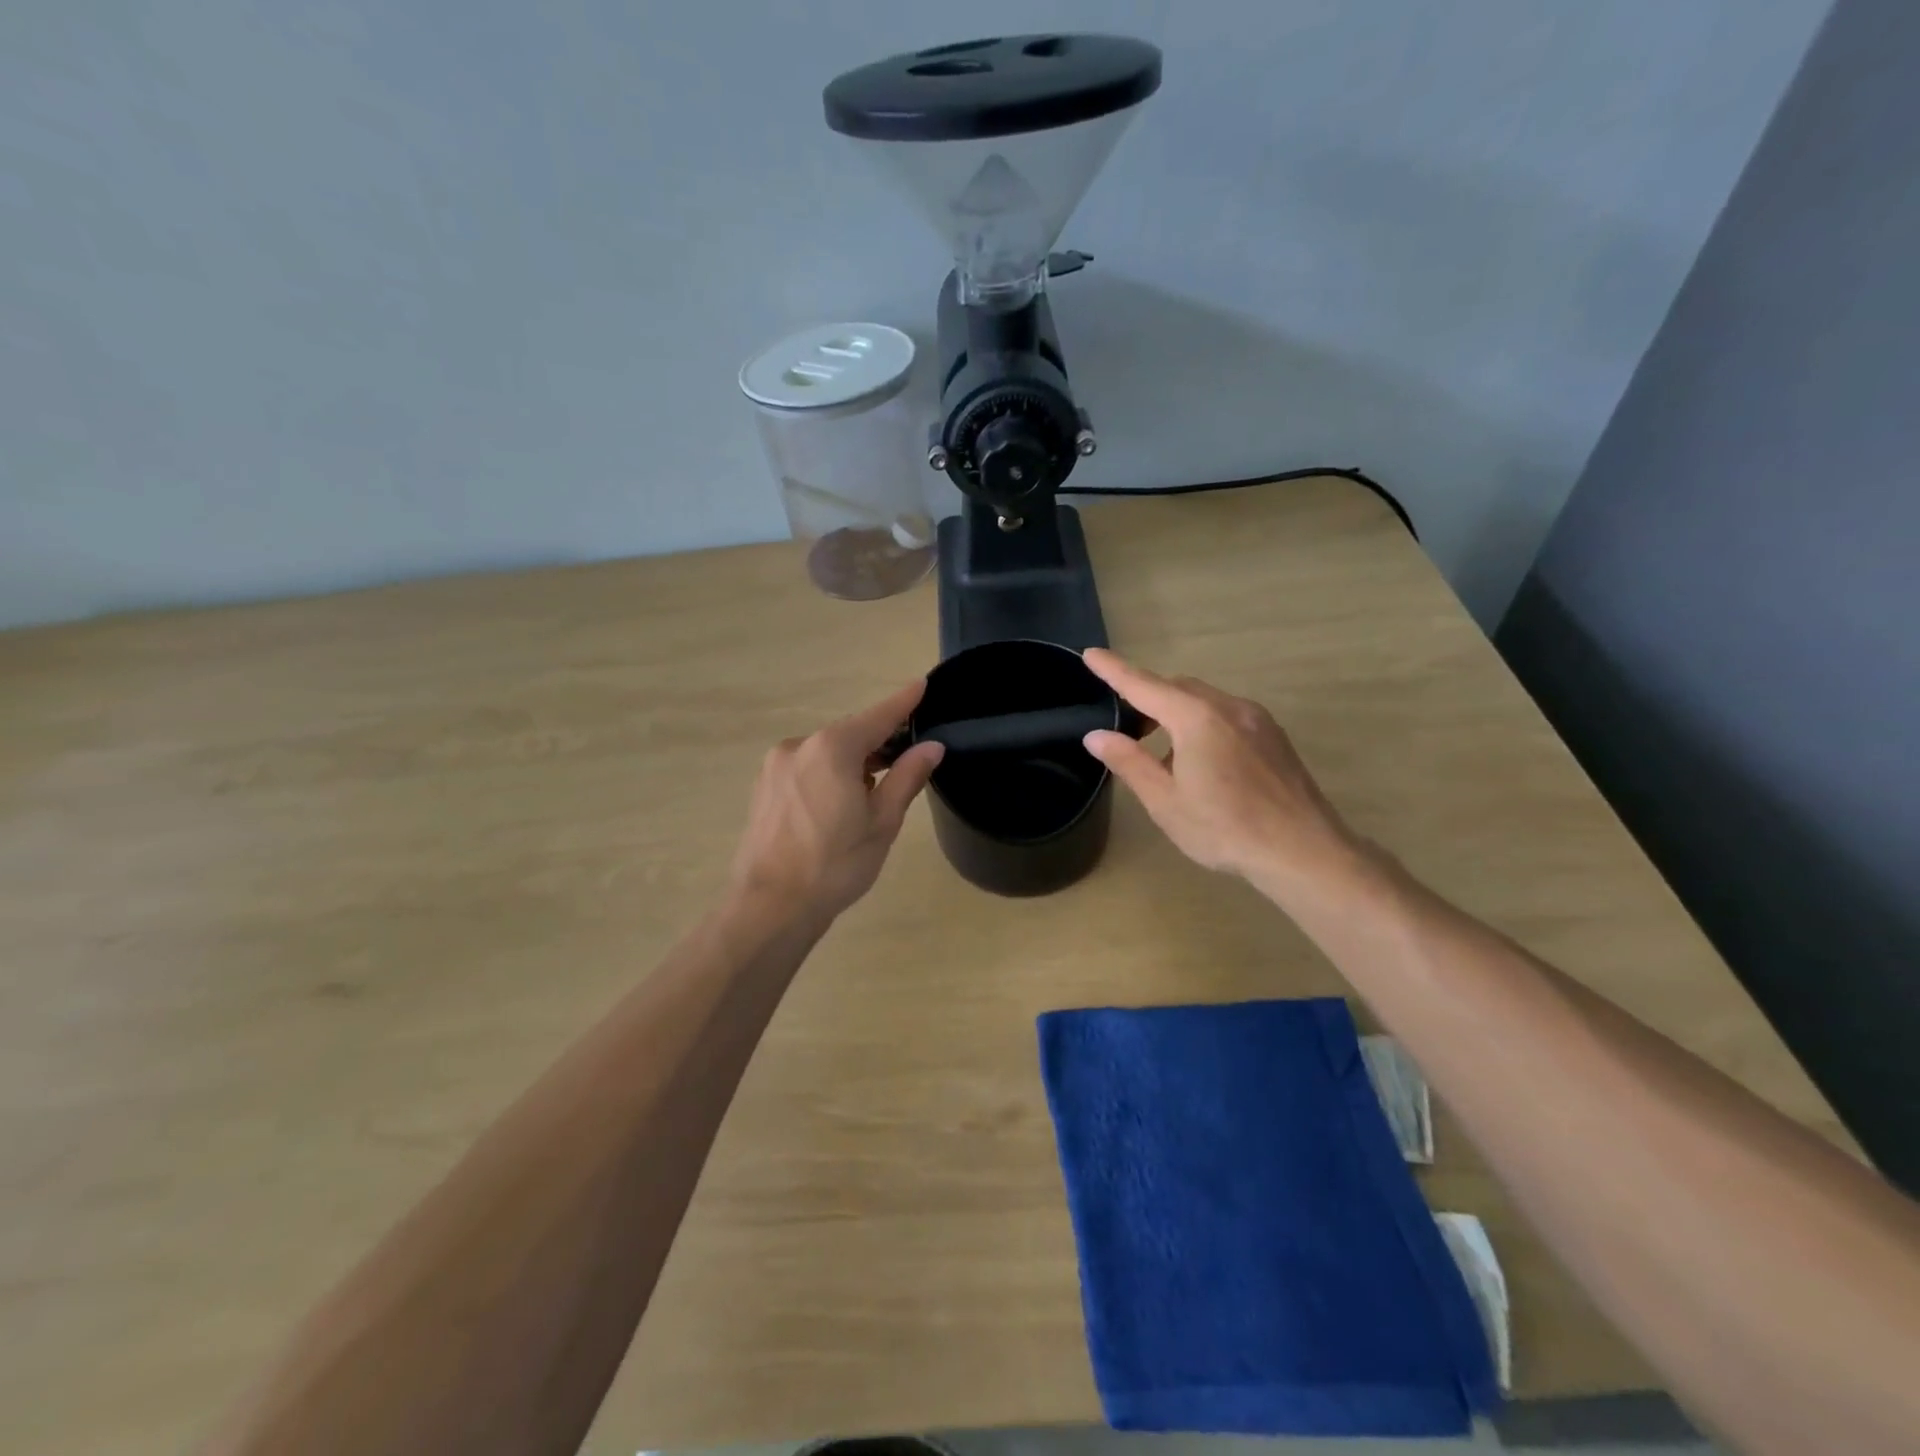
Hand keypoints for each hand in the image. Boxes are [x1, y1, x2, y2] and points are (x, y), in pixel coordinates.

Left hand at [729, 680, 944, 920]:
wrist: (770, 906)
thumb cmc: (835, 865)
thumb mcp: (882, 822)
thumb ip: (907, 777)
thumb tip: (931, 746)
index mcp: (832, 749)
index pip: (877, 717)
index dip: (903, 702)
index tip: (921, 684)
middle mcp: (799, 746)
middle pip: (850, 735)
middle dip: (878, 744)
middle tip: (906, 763)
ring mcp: (776, 766)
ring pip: (827, 753)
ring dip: (852, 763)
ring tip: (872, 797)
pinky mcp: (764, 787)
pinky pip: (806, 768)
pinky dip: (828, 775)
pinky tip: (838, 807)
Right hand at [1080, 648, 1368, 899]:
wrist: (1304, 851)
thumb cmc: (1226, 829)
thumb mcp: (1166, 801)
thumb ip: (1129, 762)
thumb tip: (1097, 736)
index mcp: (1196, 719)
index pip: (1143, 685)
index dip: (1114, 670)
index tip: (1090, 654)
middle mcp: (1228, 706)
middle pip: (1177, 688)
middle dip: (1147, 698)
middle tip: (1126, 729)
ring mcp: (1256, 718)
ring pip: (1204, 700)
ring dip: (1176, 714)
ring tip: (1163, 756)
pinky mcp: (1273, 735)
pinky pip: (1227, 714)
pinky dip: (1202, 724)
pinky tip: (1202, 764)